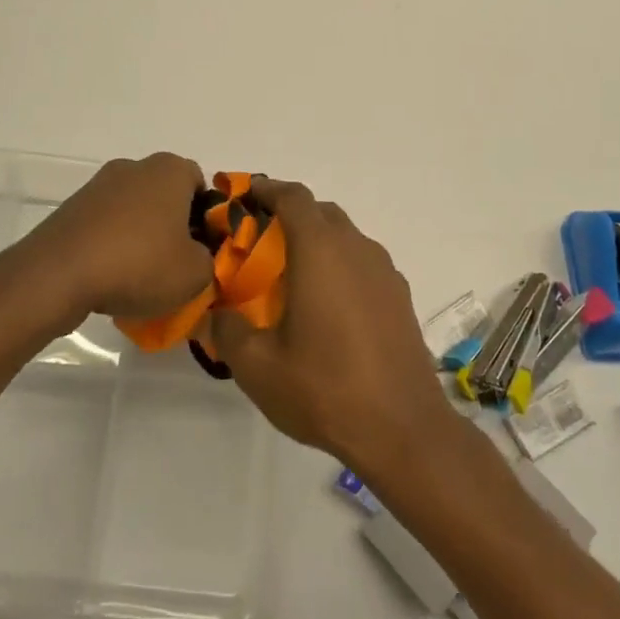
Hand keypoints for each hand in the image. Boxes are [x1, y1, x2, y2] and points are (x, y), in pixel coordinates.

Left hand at [11, 153, 215, 326]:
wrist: (58, 274)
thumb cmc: (138, 263)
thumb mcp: (194, 274)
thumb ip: (209, 261)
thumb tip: (198, 257)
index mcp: (170, 170)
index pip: (200, 184)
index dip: (206, 216)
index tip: (203, 248)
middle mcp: (135, 167)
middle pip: (166, 194)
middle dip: (173, 225)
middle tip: (175, 263)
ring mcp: (99, 185)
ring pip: (134, 209)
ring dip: (141, 235)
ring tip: (141, 276)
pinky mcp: (73, 207)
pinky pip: (105, 223)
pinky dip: (112, 243)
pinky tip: (111, 276)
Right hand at [212, 177, 456, 480]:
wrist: (403, 429)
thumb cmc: (324, 388)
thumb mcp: (256, 366)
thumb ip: (227, 330)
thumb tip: (216, 314)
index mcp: (320, 250)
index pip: (293, 196)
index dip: (266, 189)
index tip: (244, 195)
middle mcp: (356, 248)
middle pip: (321, 212)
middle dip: (290, 215)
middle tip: (260, 240)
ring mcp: (384, 272)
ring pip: (346, 237)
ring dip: (318, 242)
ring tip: (291, 275)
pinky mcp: (400, 297)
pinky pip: (364, 264)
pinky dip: (340, 266)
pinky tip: (327, 306)